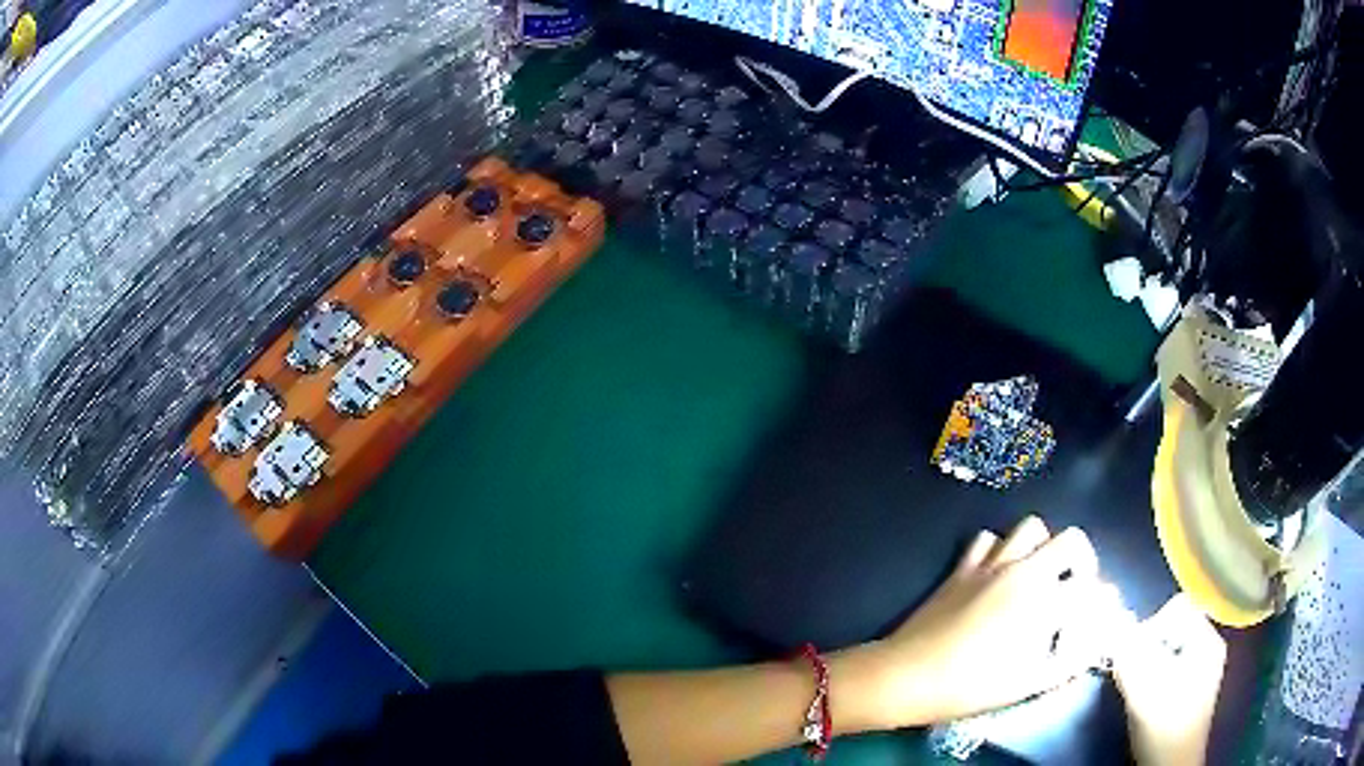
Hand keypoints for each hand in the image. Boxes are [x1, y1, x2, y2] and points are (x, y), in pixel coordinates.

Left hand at [843, 516, 1127, 728]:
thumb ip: (1068, 662)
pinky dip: (1000, 548)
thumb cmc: (969, 687)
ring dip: (1043, 546)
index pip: (1091, 584)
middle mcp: (1023, 571)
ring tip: (1039, 576)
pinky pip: (988, 539)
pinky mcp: (962, 567)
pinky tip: (997, 574)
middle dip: (1082, 560)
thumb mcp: (1026, 684)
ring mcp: (990, 564)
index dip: (1101, 597)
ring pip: (1031, 528)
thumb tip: (1094, 644)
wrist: (905, 676)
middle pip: (1072, 539)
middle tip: (1073, 588)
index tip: (1098, 612)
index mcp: (1044, 601)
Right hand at [1112, 594, 1225, 765]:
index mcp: (1207, 639)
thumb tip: (1112, 624)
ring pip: (1166, 649)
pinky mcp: (1188, 689)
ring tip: (1136, 690)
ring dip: (1146, 664)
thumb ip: (1129, 653)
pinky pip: (1167, 666)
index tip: (1133, 656)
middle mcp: (1208, 647)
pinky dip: (1151, 677)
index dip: (1150, 626)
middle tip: (1132, 675)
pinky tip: (1143, 699)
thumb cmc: (1164, 725)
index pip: (1177, 609)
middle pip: (1171, 628)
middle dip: (1146, 647)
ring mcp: (1200, 669)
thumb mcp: (1145, 688)